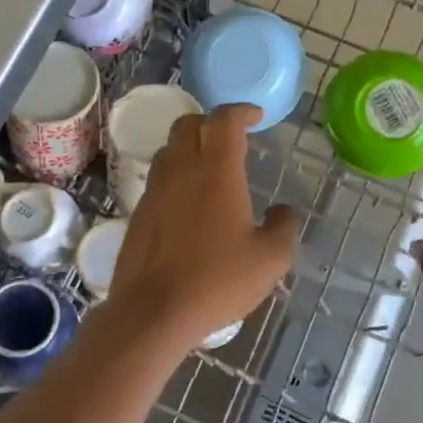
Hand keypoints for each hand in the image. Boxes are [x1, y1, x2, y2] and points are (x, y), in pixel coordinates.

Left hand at [107, 104, 299, 349]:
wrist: (152, 311)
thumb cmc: (217, 281)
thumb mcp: (269, 260)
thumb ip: (283, 228)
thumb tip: (283, 212)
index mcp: (216, 171)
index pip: (224, 120)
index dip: (241, 111)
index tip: (255, 116)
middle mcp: (181, 170)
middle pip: (189, 124)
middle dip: (211, 122)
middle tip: (232, 137)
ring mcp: (155, 190)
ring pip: (169, 148)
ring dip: (190, 145)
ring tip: (210, 166)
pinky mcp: (138, 211)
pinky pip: (158, 177)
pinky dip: (176, 174)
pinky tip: (189, 201)